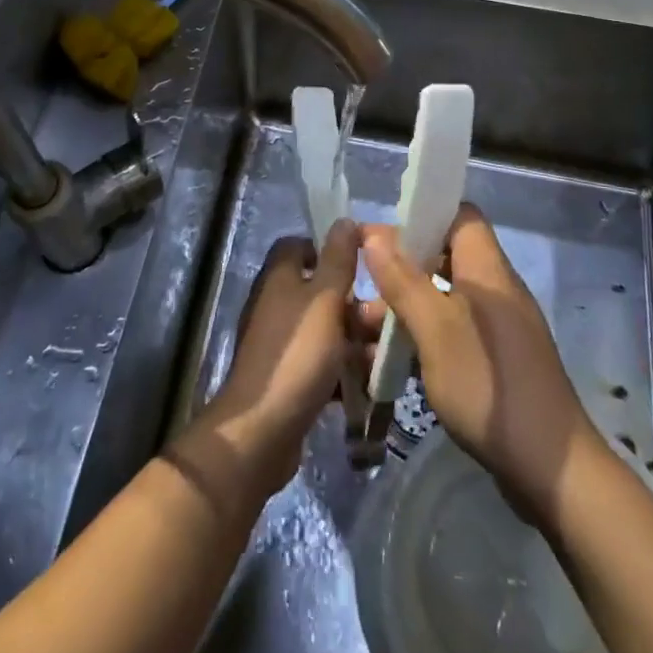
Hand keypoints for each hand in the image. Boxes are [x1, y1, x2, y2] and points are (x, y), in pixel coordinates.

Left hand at [185, 220, 372, 498]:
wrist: (261, 432)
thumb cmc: (296, 356)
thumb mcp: (324, 301)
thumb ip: (337, 261)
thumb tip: (344, 220)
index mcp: (280, 278)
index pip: (300, 246)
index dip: (330, 249)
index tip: (365, 262)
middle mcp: (278, 305)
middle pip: (322, 291)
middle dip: (357, 304)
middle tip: (390, 319)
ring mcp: (282, 344)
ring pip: (328, 330)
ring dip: (358, 340)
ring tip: (391, 356)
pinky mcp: (290, 378)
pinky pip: (324, 364)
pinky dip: (346, 370)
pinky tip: (373, 384)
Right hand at [360, 203, 590, 525]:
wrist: (550, 469)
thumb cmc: (488, 386)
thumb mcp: (434, 329)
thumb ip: (404, 280)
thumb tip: (374, 235)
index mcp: (488, 270)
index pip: (460, 215)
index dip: (423, 213)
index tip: (382, 231)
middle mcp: (496, 290)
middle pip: (447, 255)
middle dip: (403, 264)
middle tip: (363, 281)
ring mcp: (500, 328)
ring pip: (445, 297)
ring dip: (407, 305)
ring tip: (363, 327)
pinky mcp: (497, 362)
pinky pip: (454, 330)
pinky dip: (423, 335)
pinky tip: (392, 359)